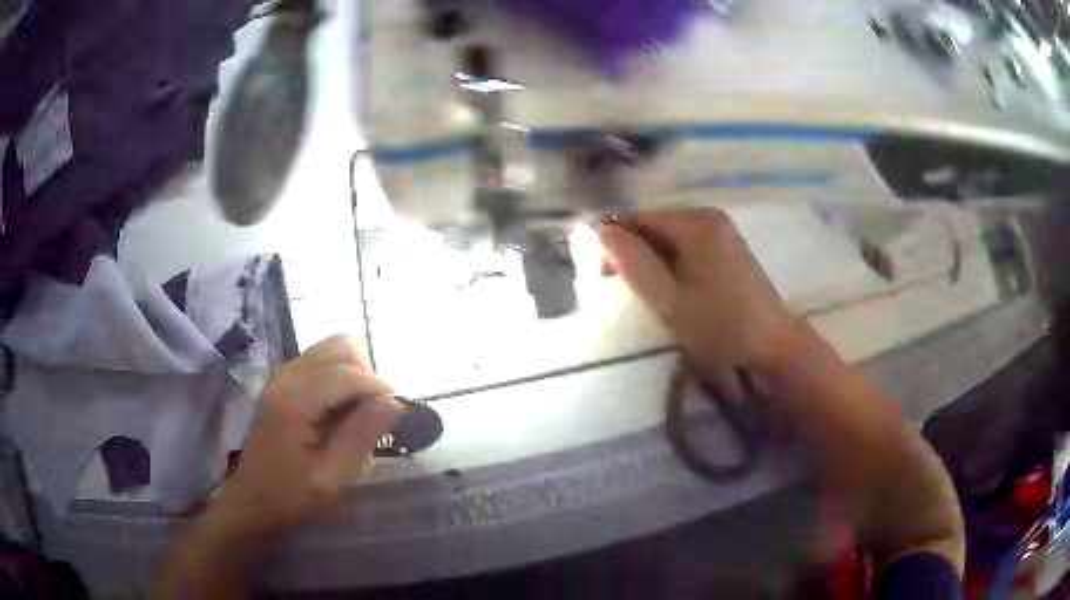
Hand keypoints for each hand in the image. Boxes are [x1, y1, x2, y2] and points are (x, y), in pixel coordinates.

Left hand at [210, 334, 403, 538]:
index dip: (378, 388)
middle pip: (338, 347)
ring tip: (361, 410)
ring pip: (328, 351)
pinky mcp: (280, 385)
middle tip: (376, 411)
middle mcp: (285, 378)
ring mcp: (280, 378)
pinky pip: (317, 363)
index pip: (346, 373)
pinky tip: (340, 410)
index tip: (399, 412)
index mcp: (295, 400)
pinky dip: (337, 377)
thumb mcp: (332, 477)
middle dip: (366, 374)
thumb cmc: (291, 496)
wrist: (252, 502)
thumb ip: (361, 436)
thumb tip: (394, 403)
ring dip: (352, 374)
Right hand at [597, 209, 794, 370]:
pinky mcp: (728, 245)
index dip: (615, 243)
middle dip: (635, 253)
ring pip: (670, 237)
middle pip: (655, 225)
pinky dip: (673, 263)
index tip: (604, 277)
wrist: (773, 344)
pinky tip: (676, 289)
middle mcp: (708, 216)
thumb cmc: (720, 326)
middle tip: (629, 291)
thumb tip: (600, 230)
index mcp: (695, 223)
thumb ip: (633, 264)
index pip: (639, 218)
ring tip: (653, 294)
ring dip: (653, 261)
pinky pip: (688, 245)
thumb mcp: (669, 301)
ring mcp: (721, 229)